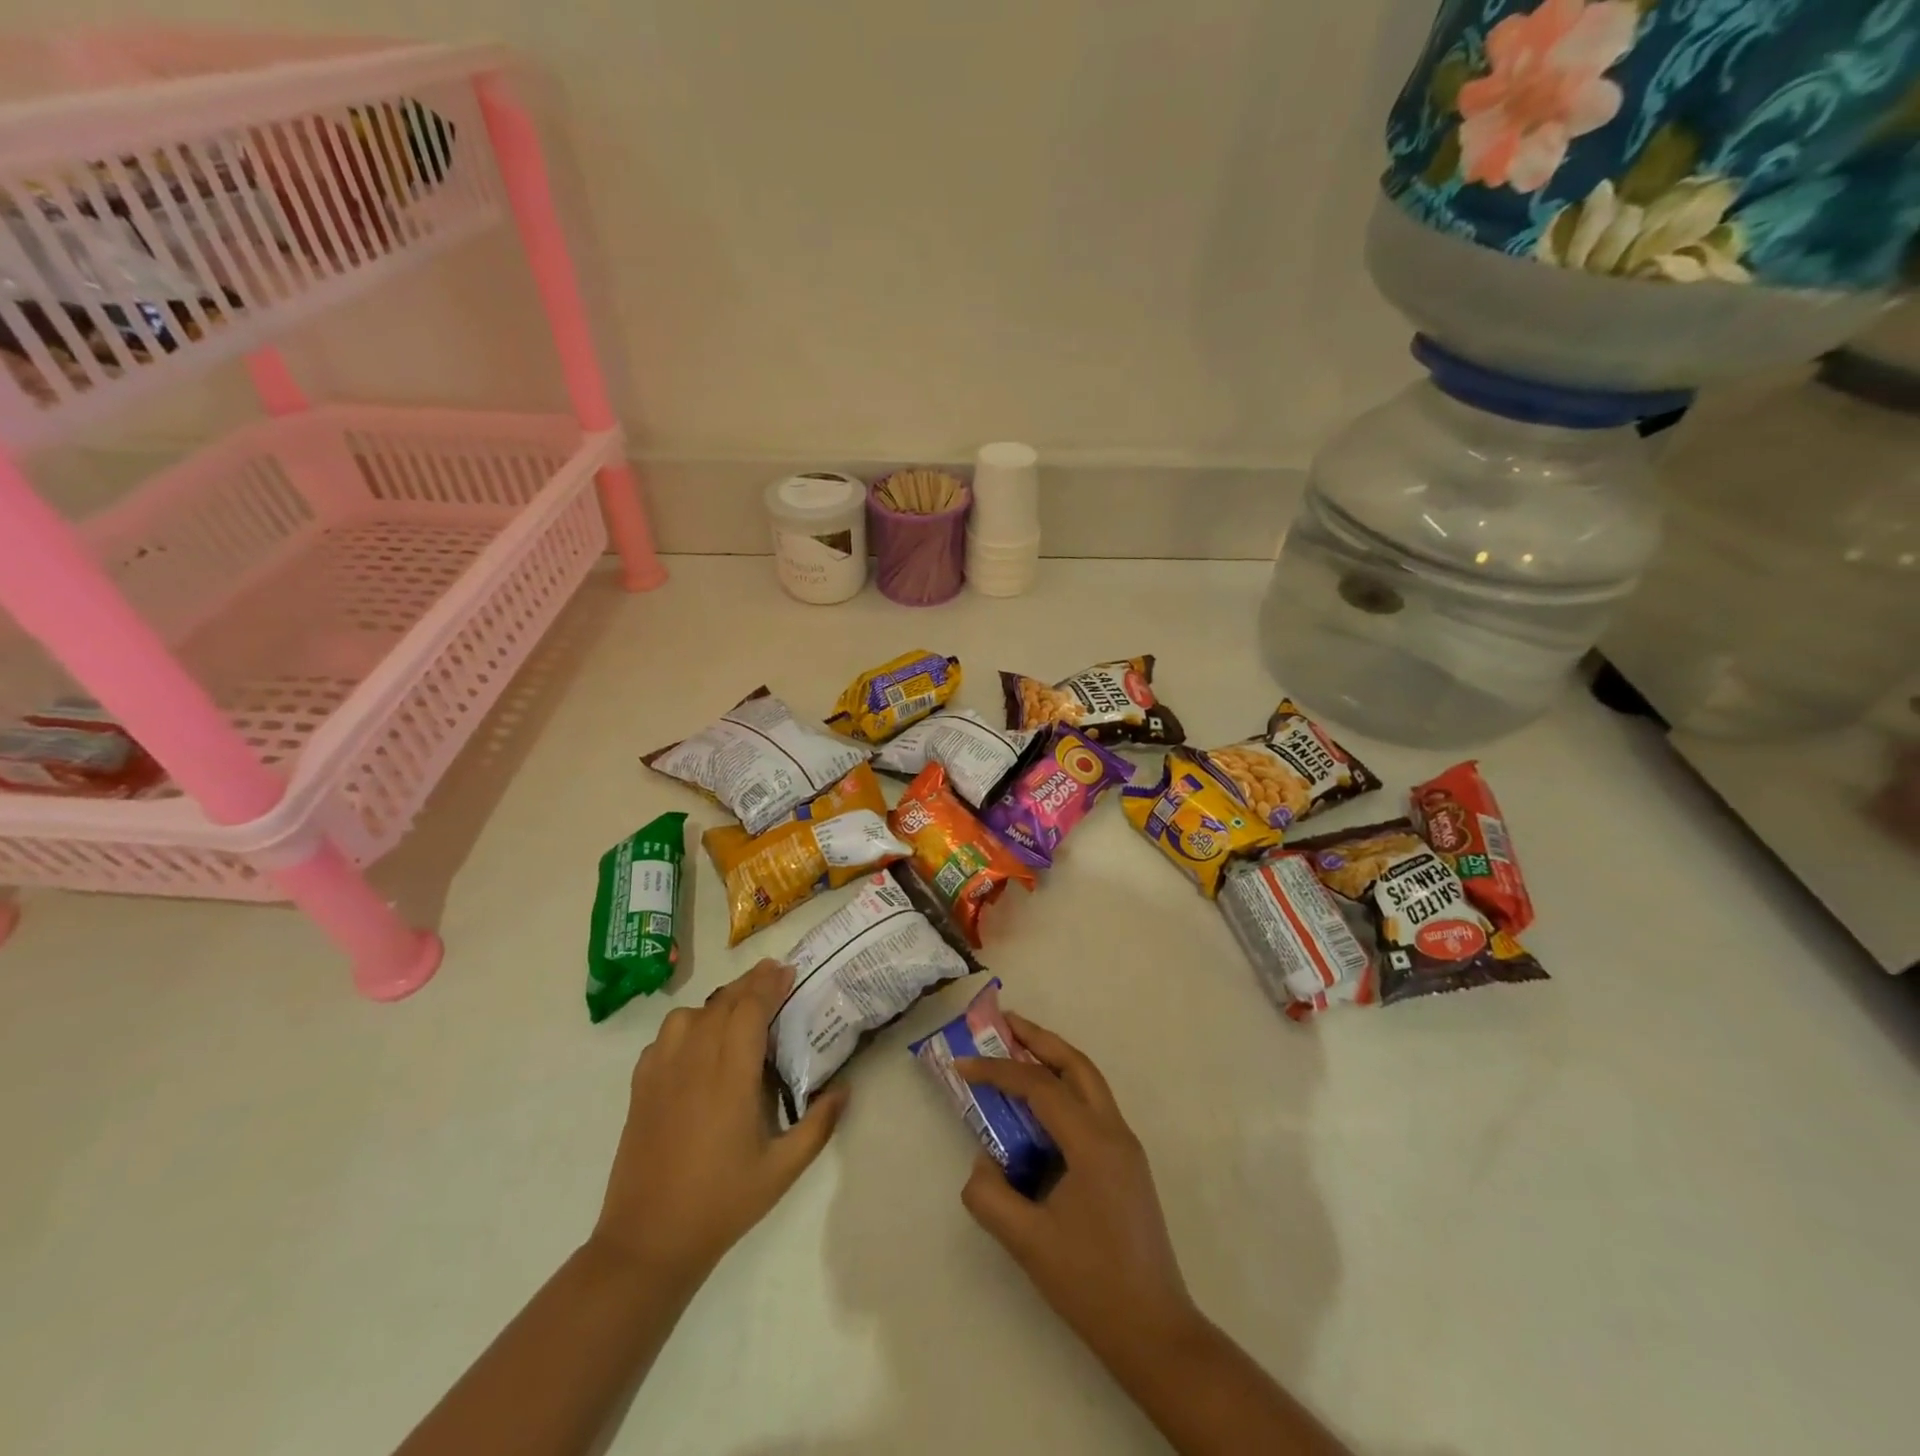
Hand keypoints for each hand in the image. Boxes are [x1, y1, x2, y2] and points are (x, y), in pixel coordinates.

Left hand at [591, 960, 846, 1286]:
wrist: (648, 1241)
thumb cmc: (721, 1203)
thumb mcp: (782, 1170)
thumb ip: (818, 1125)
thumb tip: (845, 1088)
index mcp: (731, 1076)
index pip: (750, 1009)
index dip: (769, 984)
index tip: (788, 970)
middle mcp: (695, 1062)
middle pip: (723, 1003)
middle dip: (750, 984)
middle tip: (774, 975)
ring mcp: (662, 1072)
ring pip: (690, 1014)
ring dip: (718, 1003)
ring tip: (738, 1009)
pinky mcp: (640, 1087)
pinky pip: (665, 1037)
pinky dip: (687, 1026)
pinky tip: (698, 1043)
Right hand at [956, 1017, 1201, 1364]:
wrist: (1154, 1332)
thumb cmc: (1090, 1284)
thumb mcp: (1027, 1243)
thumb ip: (990, 1196)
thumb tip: (982, 1163)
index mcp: (1093, 1143)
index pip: (1040, 1087)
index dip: (998, 1072)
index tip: (963, 1064)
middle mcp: (1115, 1132)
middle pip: (1076, 1064)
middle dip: (1039, 1039)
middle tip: (1004, 1023)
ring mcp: (1126, 1147)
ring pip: (1089, 1082)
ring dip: (1055, 1060)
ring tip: (1019, 1051)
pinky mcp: (1127, 1165)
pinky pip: (1092, 1108)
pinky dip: (1065, 1091)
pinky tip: (1041, 1108)